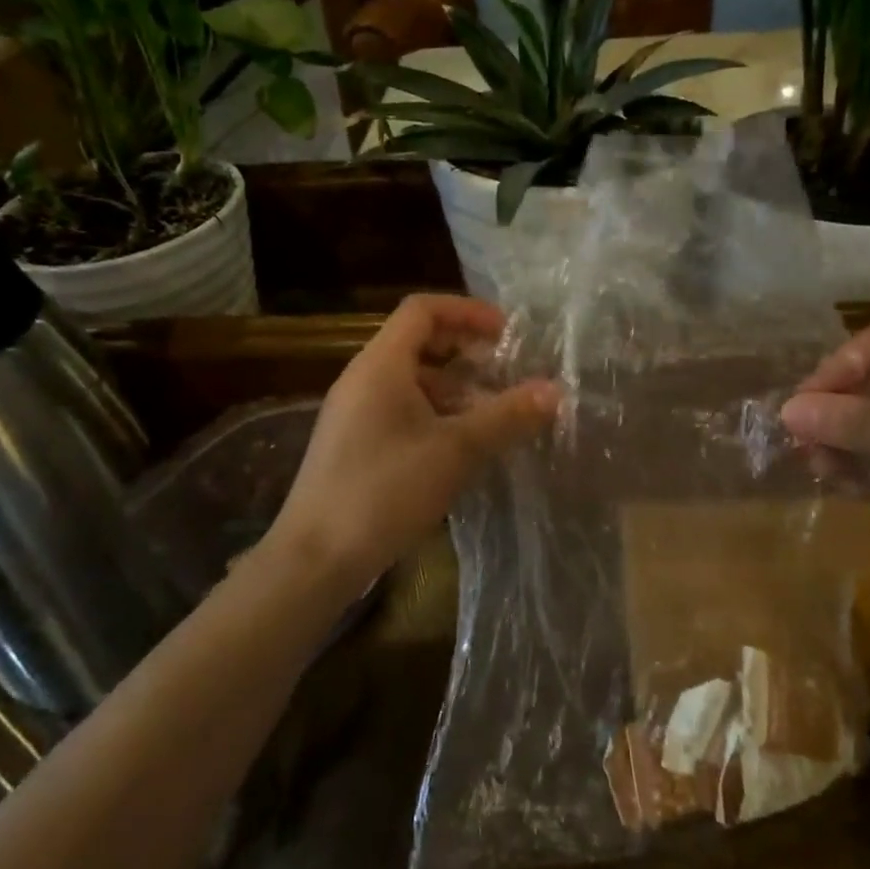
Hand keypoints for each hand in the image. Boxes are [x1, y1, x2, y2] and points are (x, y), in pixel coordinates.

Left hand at [265, 294, 558, 597]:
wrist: (315, 559)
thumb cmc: (384, 492)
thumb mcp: (455, 451)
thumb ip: (506, 417)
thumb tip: (554, 390)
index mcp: (380, 365)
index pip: (422, 310)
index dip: (467, 312)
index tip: (507, 334)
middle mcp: (362, 379)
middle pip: (418, 342)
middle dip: (465, 352)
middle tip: (506, 371)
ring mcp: (354, 413)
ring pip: (411, 381)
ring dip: (454, 388)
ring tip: (494, 414)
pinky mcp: (354, 444)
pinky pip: (400, 410)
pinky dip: (435, 414)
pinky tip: (461, 447)